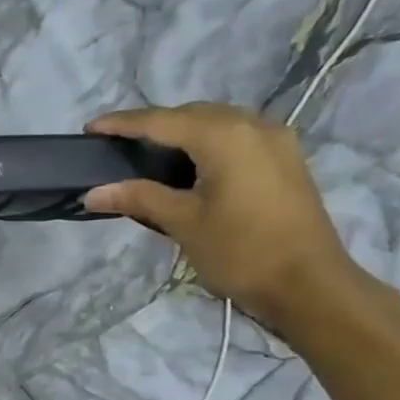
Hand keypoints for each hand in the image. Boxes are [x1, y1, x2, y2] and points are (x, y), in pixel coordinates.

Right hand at [84, 103, 357, 329]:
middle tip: (118, 143)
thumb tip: (93, 192)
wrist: (309, 284)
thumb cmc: (240, 251)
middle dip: (153, 124)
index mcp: (224, 135)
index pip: (161, 121)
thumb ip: (138, 198)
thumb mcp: (183, 223)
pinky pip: (236, 136)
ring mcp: (274, 140)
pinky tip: (190, 164)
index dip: (122, 123)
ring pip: (216, 123)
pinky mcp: (284, 159)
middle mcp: (252, 125)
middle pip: (191, 114)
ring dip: (181, 131)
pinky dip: (206, 142)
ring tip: (149, 153)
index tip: (90, 128)